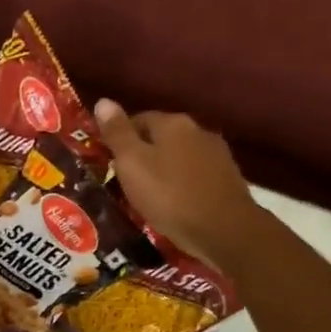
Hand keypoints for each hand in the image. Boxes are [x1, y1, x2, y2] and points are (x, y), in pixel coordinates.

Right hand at [94, 99, 263, 270]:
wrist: (224, 230)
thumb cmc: (169, 195)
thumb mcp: (131, 164)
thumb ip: (116, 133)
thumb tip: (103, 101)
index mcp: (172, 123)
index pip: (138, 119)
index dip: (119, 139)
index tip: (106, 161)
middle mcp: (197, 130)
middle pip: (160, 137)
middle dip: (141, 155)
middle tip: (122, 181)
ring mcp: (216, 154)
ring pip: (178, 157)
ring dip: (162, 170)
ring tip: (146, 194)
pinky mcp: (227, 179)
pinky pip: (193, 176)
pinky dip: (180, 185)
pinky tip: (172, 203)